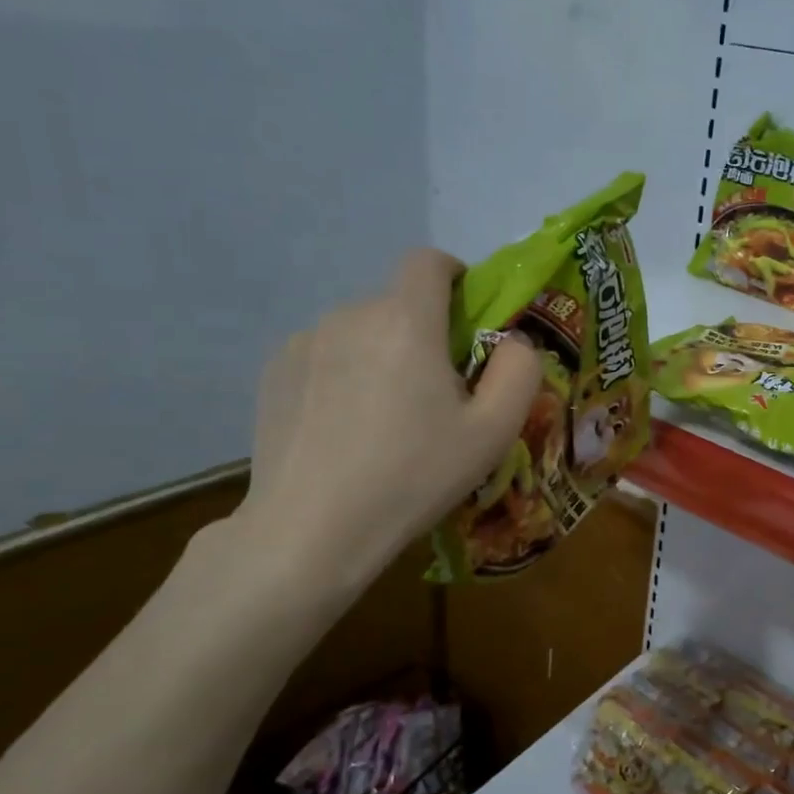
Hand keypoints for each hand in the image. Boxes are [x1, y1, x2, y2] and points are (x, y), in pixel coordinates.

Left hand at [233, 249, 540, 589]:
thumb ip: (520, 371)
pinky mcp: (273, 373)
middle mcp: (350, 315)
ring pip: (361, 332)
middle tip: (436, 397)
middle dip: (424, 334)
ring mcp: (304, 343)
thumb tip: (513, 341)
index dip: (455, 276)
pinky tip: (344, 431)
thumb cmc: (413, 477)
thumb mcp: (493, 432)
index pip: (428, 262)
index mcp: (406, 321)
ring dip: (383, 356)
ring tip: (385, 421)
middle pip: (398, 305)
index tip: (467, 316)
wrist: (310, 531)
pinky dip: (344, 376)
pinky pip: (325, 355)